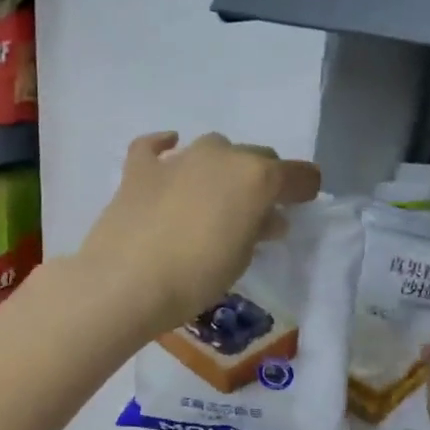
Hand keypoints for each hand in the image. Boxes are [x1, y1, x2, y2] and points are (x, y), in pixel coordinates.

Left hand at [75, 132, 321, 336]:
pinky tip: (168, 152)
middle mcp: (222, 156)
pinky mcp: (140, 169)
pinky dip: (165, 147)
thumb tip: (267, 218)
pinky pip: (155, 147)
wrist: (125, 282)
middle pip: (256, 157)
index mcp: (256, 177)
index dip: (303, 189)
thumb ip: (258, 230)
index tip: (300, 205)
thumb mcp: (240, 259)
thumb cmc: (195, 278)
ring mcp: (178, 158)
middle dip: (261, 179)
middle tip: (254, 211)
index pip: (297, 174)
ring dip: (221, 167)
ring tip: (214, 197)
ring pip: (213, 149)